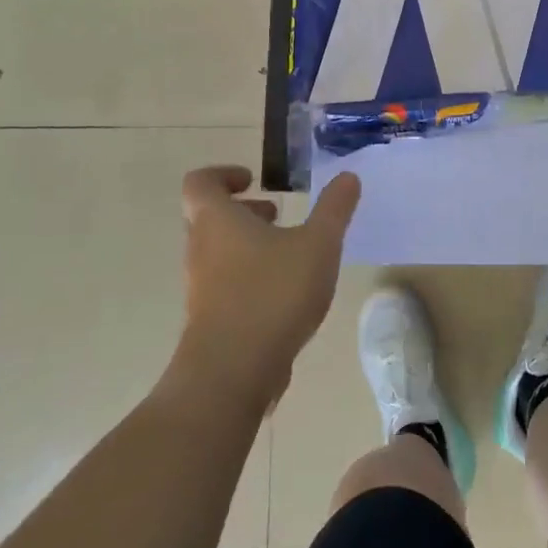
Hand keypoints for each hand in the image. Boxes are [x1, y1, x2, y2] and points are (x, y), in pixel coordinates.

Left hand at [176, 165, 360, 408]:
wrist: (232, 373)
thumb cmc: (272, 293)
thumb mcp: (318, 244)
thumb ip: (334, 209)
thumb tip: (347, 176)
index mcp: (216, 220)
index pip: (200, 183)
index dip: (223, 174)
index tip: (255, 180)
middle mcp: (200, 249)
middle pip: (208, 217)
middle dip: (243, 211)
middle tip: (276, 214)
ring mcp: (200, 288)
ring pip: (218, 252)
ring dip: (248, 244)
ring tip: (289, 253)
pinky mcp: (208, 320)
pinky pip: (224, 284)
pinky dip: (249, 276)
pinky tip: (284, 293)